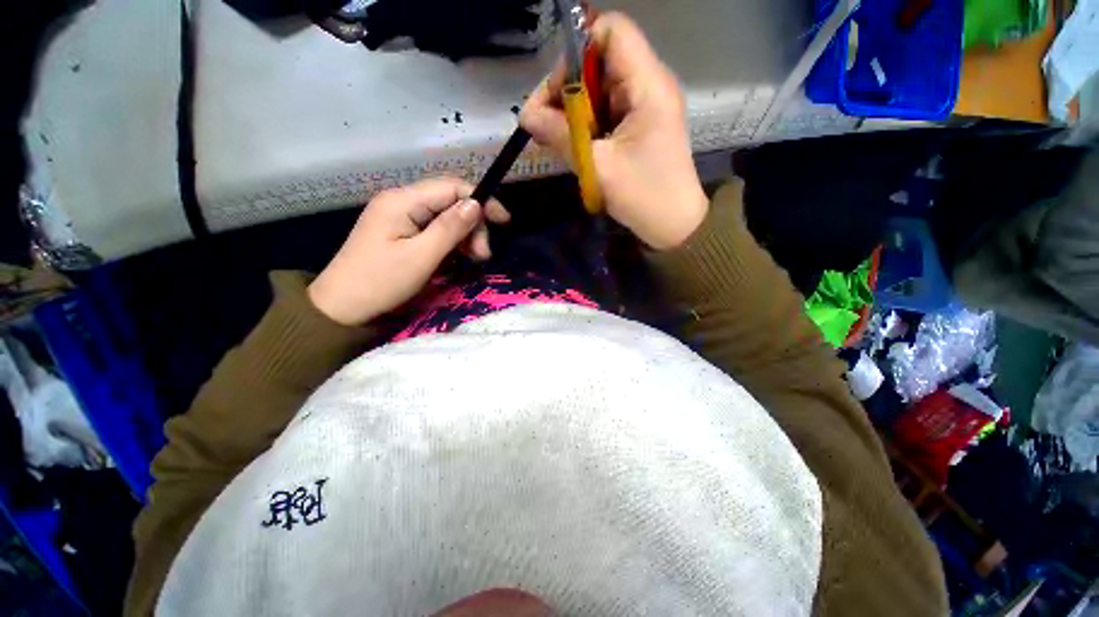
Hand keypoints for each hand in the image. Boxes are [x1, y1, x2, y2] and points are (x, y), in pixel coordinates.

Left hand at [308, 177, 509, 325]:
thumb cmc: (380, 282)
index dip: (481, 200)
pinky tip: (458, 256)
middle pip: (450, 200)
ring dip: (464, 234)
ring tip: (475, 258)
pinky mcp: (400, 230)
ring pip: (445, 215)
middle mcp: (401, 201)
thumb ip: (450, 228)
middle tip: (482, 254)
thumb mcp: (421, 257)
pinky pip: (434, 228)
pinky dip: (451, 241)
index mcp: (402, 201)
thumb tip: (477, 204)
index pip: (451, 187)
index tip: (503, 222)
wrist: (341, 307)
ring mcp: (399, 216)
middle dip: (473, 224)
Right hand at [520, 12, 707, 250]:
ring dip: (574, 110)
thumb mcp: (598, 167)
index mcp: (648, 84)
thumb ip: (560, 136)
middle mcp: (648, 84)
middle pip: (599, 60)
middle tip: (545, 123)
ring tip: (556, 139)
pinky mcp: (638, 125)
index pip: (611, 30)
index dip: (577, 51)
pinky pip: (606, 111)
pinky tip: (573, 145)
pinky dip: (586, 124)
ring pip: (599, 88)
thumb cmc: (644, 196)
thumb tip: (525, 116)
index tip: (557, 93)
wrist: (674, 225)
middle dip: (568, 88)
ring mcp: (644, 105)